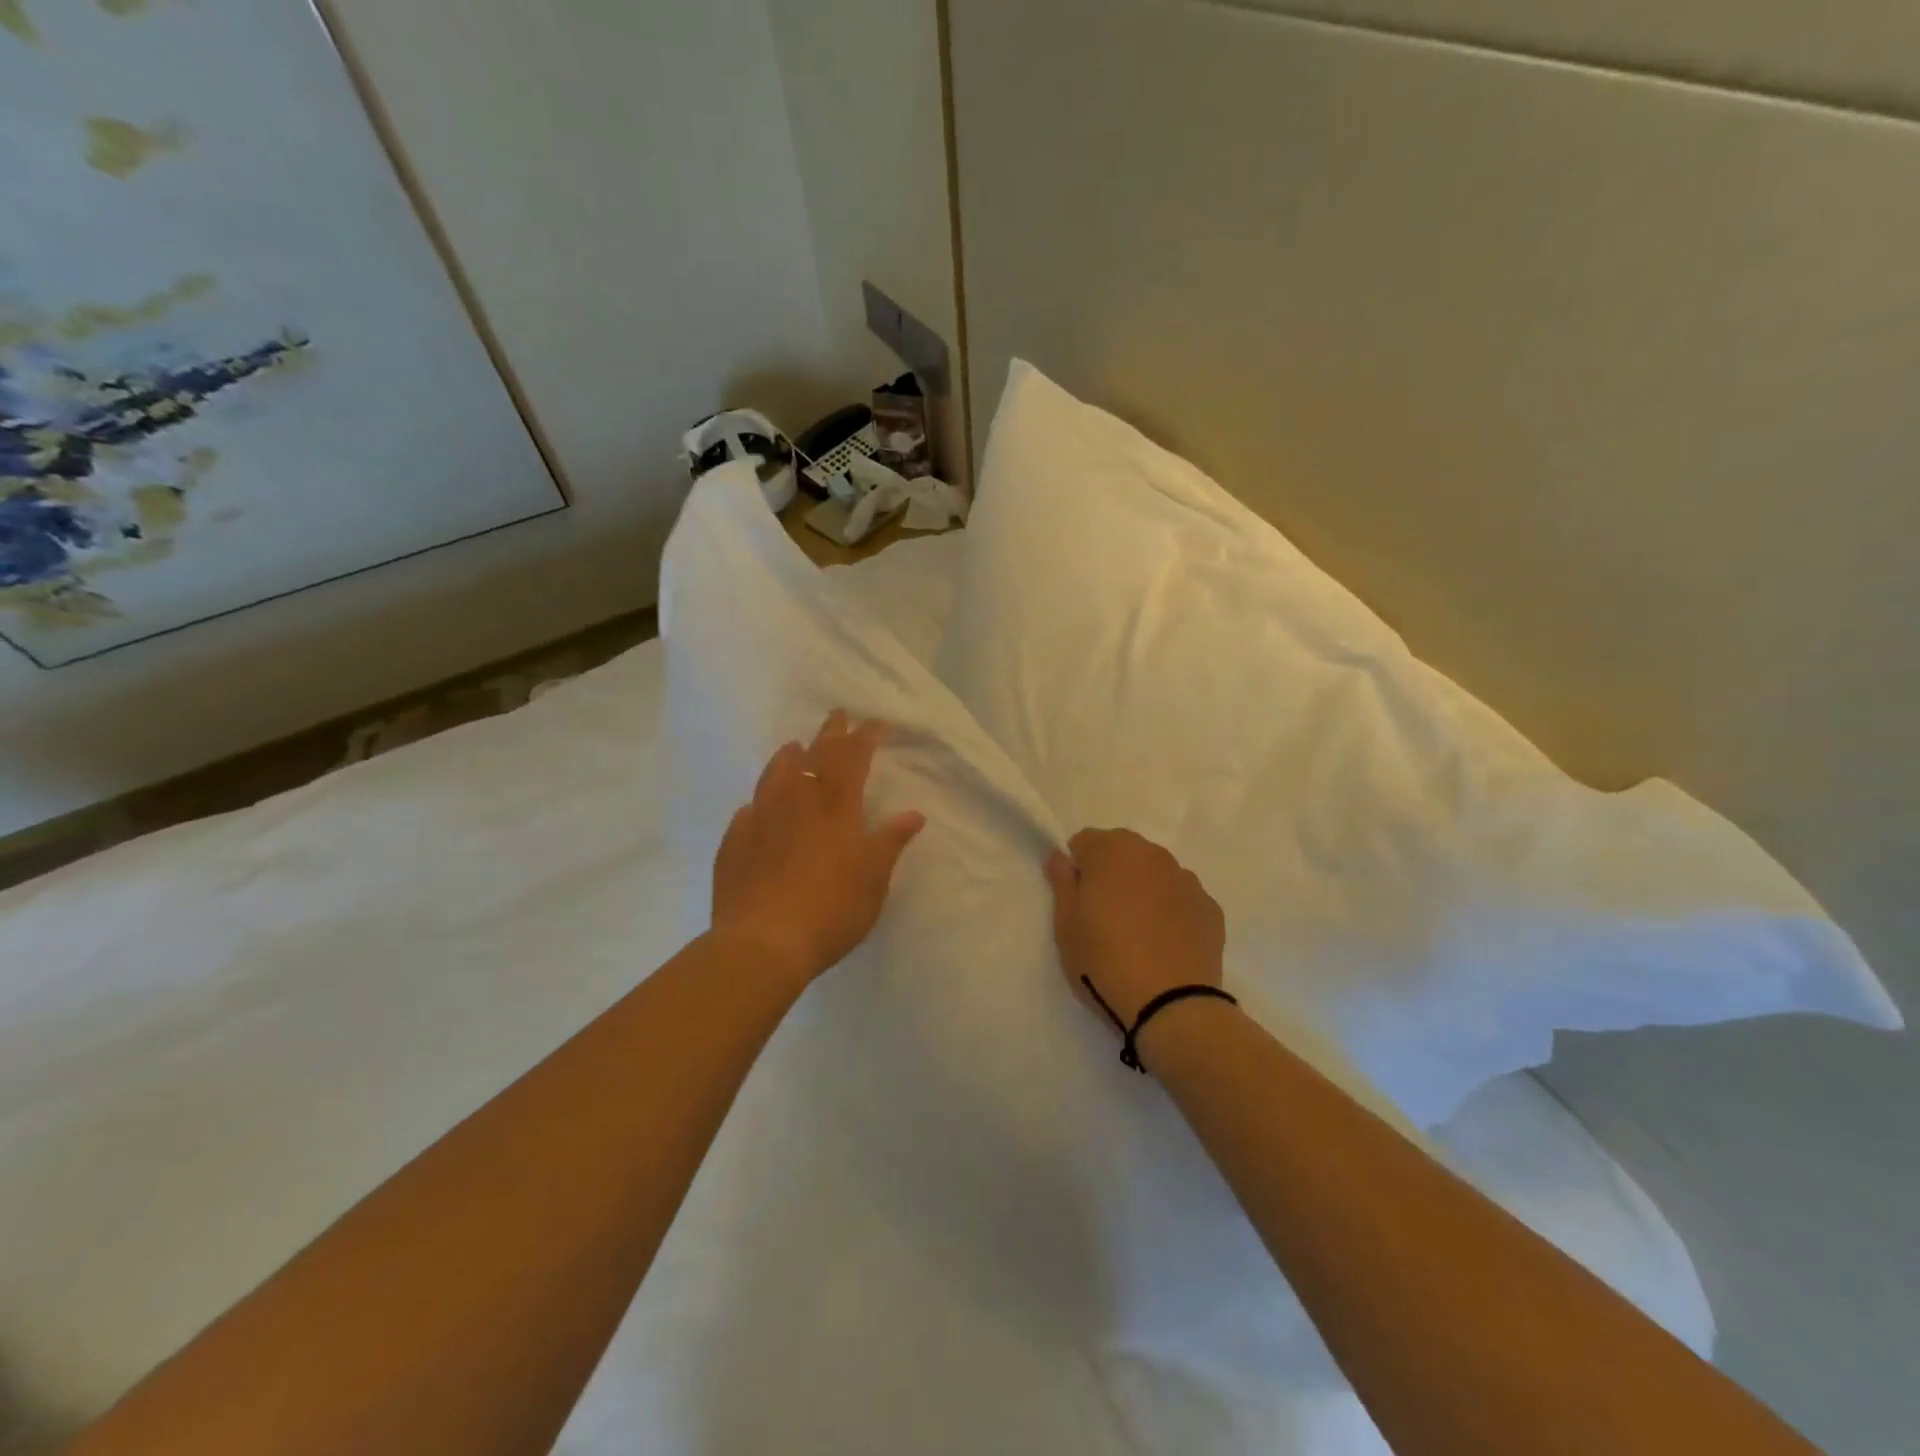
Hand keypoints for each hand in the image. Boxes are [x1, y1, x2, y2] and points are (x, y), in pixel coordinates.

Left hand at [711, 710, 925, 986]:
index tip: (875, 722)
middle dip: (830, 733)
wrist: (763, 942)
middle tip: (837, 715)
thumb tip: (913, 813)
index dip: (865, 737)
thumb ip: (891, 841)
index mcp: (836, 806)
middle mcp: (797, 801)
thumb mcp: (874, 878)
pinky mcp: (734, 841)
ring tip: (794, 747)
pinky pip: (750, 810)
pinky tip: (759, 806)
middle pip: (815, 756)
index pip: (853, 758)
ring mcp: (761, 818)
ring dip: (789, 757)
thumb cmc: (831, 909)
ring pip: (775, 774)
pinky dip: (761, 800)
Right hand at [1044, 829, 1225, 1030]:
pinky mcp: (1210, 907)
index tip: (1078, 899)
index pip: (1085, 841)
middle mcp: (1153, 855)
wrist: (1172, 1005)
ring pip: (1155, 871)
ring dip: (1142, 887)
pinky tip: (1165, 942)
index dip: (1077, 867)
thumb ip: (1062, 883)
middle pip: (1123, 850)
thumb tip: (1059, 856)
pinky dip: (1171, 909)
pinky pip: (1181, 897)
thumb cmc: (1105, 962)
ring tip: (1137, 931)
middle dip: (1111, 871)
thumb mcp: (1066, 926)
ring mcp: (1186, 880)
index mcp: (1112, 852)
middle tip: (1104, 914)